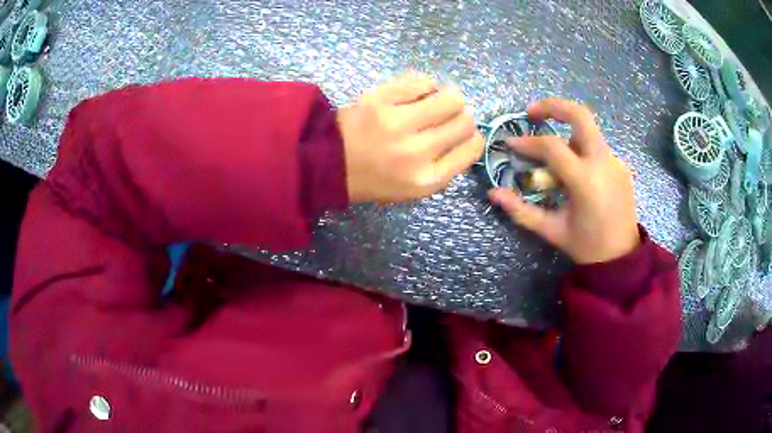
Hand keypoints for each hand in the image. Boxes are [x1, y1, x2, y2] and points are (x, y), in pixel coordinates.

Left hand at [338, 73, 483, 202]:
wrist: (328, 164)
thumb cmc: (374, 180)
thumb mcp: (414, 189)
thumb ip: (444, 168)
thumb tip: (467, 137)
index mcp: (428, 179)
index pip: (473, 147)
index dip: (473, 137)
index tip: (463, 133)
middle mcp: (418, 152)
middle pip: (465, 121)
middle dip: (462, 116)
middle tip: (447, 116)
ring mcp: (398, 123)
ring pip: (450, 97)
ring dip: (448, 97)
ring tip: (434, 101)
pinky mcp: (381, 100)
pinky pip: (422, 81)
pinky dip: (425, 85)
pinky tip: (417, 92)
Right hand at [488, 98, 639, 263]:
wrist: (622, 258)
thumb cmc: (586, 246)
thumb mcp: (552, 230)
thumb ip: (521, 210)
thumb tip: (493, 193)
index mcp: (585, 181)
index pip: (551, 147)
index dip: (527, 142)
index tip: (511, 145)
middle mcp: (603, 163)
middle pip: (580, 115)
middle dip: (553, 106)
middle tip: (532, 113)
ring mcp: (615, 162)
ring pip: (588, 131)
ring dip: (567, 134)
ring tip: (554, 157)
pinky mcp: (621, 165)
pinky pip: (596, 148)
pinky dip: (580, 151)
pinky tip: (575, 173)